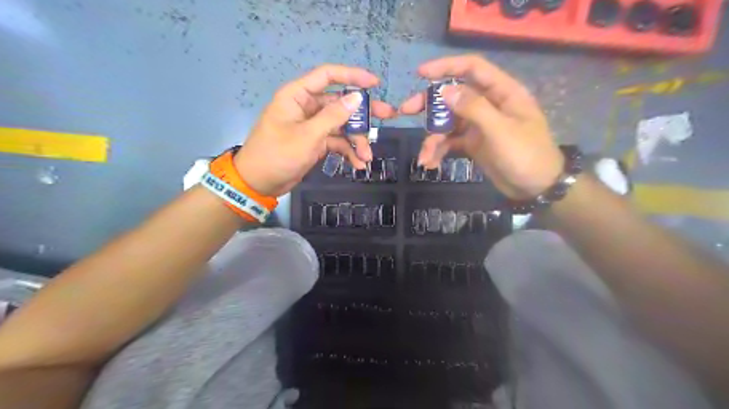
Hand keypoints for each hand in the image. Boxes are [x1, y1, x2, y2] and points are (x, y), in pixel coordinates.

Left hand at [233, 63, 396, 196]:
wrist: (259, 183)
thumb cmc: (278, 155)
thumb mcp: (308, 136)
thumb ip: (333, 116)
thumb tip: (357, 98)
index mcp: (298, 96)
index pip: (328, 76)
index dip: (352, 76)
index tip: (375, 84)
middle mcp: (307, 107)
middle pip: (340, 104)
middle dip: (363, 114)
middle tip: (388, 116)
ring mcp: (312, 126)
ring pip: (341, 126)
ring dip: (356, 140)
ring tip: (367, 157)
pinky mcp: (315, 142)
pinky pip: (336, 142)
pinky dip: (347, 152)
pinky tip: (357, 164)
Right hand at [398, 54, 562, 199]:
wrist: (536, 187)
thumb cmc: (525, 155)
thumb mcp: (500, 130)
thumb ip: (473, 108)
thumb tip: (444, 91)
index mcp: (502, 93)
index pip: (472, 69)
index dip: (447, 67)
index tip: (421, 74)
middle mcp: (488, 105)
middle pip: (453, 96)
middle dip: (429, 104)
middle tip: (406, 110)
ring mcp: (479, 125)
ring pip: (448, 122)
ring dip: (433, 138)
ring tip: (424, 157)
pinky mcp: (473, 143)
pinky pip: (451, 141)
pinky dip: (439, 150)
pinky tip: (431, 163)